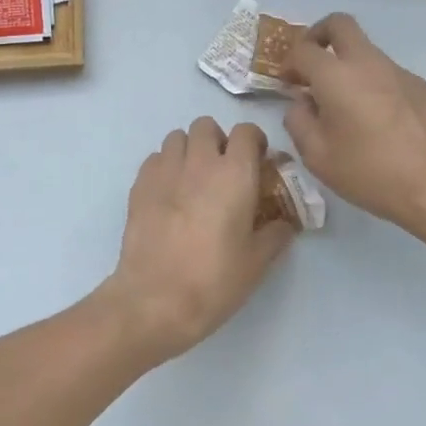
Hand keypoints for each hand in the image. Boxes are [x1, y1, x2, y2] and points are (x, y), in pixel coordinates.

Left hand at [99, 117, 294, 363]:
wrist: (155, 299)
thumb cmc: (214, 280)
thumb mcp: (257, 262)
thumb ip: (275, 234)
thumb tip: (285, 222)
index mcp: (234, 173)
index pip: (247, 131)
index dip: (254, 142)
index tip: (257, 162)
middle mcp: (200, 160)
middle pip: (207, 126)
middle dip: (217, 141)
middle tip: (223, 172)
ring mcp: (166, 168)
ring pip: (178, 137)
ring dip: (189, 150)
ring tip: (193, 180)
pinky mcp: (140, 182)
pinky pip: (156, 158)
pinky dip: (165, 167)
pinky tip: (168, 194)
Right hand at [283, 12, 425, 237]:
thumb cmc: (371, 173)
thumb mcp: (318, 156)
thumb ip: (299, 121)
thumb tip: (302, 102)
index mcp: (336, 75)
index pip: (303, 49)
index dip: (289, 62)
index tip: (288, 82)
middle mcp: (366, 62)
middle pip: (339, 24)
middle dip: (319, 35)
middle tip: (313, 65)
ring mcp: (398, 71)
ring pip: (365, 50)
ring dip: (347, 64)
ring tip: (346, 105)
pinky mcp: (420, 86)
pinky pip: (387, 73)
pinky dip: (373, 83)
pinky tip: (379, 121)